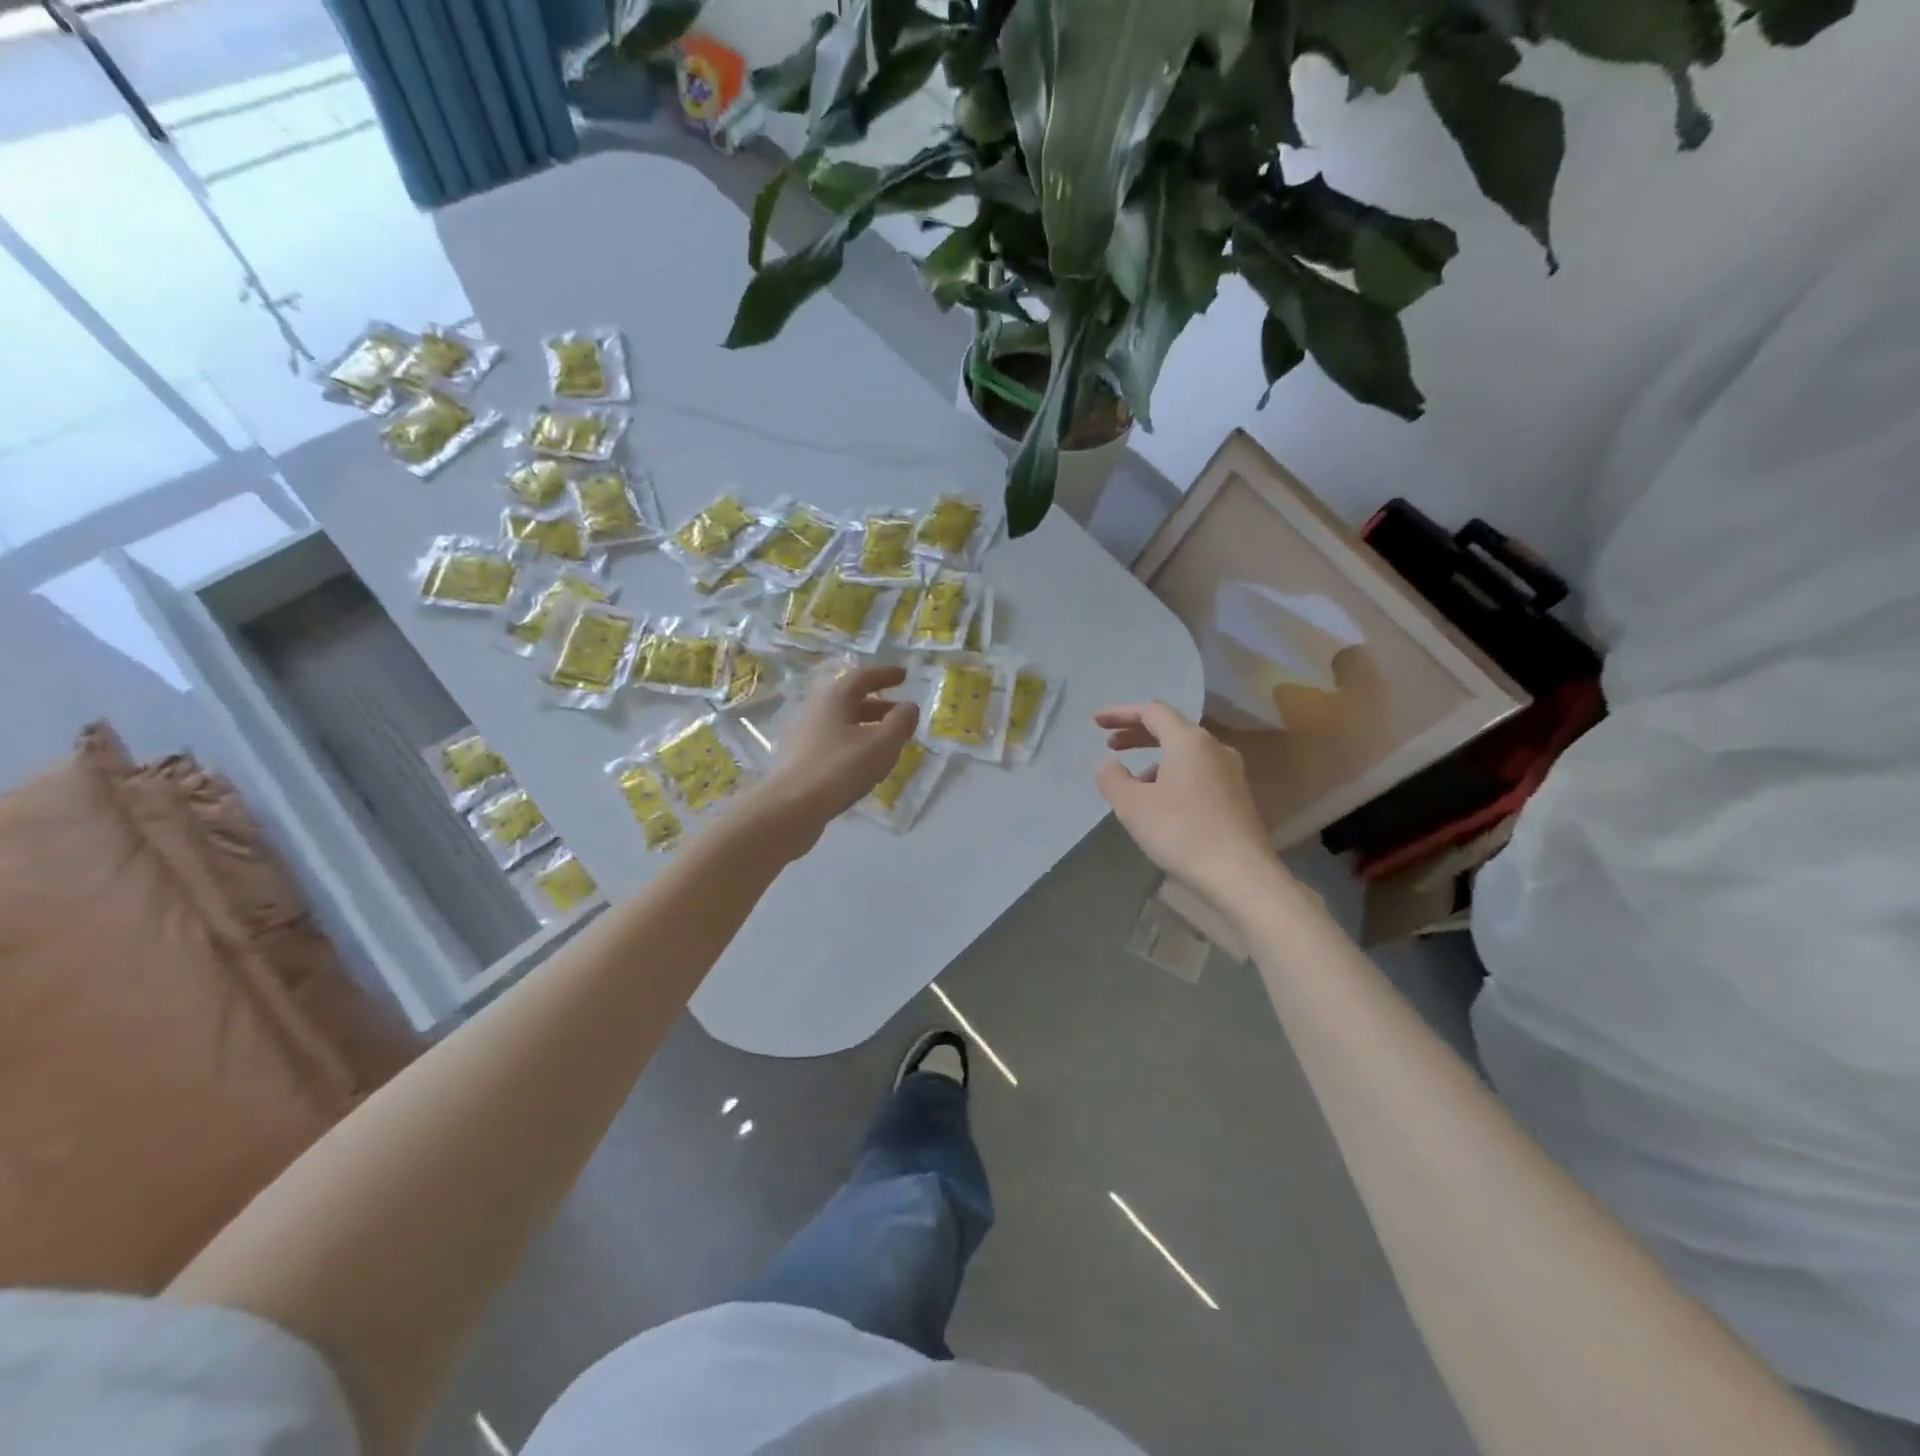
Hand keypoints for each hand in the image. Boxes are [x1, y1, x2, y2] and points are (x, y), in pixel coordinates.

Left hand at [748, 662, 919, 856]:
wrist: (790, 808)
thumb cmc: (840, 769)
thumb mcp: (881, 745)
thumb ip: (900, 723)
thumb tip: (909, 707)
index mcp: (834, 698)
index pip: (862, 676)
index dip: (885, 674)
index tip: (904, 676)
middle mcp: (816, 710)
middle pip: (850, 699)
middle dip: (878, 703)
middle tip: (900, 712)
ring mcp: (804, 735)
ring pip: (842, 722)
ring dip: (866, 725)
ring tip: (887, 741)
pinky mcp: (800, 759)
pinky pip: (833, 741)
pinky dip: (854, 743)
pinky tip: (864, 763)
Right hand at [1094, 701, 1276, 900]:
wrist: (1240, 875)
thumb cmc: (1182, 832)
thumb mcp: (1133, 805)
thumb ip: (1112, 778)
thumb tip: (1106, 764)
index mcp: (1189, 741)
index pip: (1152, 711)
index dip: (1120, 713)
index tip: (1095, 722)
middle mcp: (1214, 748)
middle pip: (1170, 728)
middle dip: (1136, 732)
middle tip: (1109, 743)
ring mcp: (1230, 772)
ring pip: (1185, 752)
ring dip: (1154, 757)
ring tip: (1131, 779)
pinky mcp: (1236, 796)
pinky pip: (1197, 772)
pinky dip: (1172, 774)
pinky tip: (1159, 801)